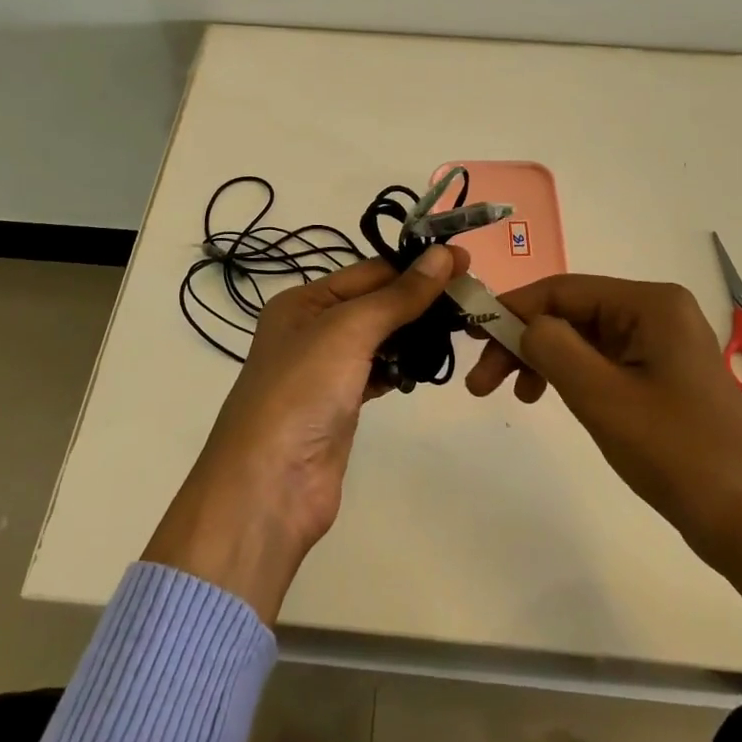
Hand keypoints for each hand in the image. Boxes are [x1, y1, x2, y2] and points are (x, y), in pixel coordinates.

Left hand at [145, 243, 468, 621]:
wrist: (271, 485)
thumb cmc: (302, 391)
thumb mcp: (348, 330)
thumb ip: (398, 295)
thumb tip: (443, 255)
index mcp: (303, 302)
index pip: (369, 271)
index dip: (416, 266)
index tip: (464, 261)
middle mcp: (312, 330)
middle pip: (376, 303)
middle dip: (420, 299)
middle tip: (471, 297)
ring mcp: (326, 370)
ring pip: (380, 339)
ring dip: (415, 334)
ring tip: (461, 328)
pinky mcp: (342, 405)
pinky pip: (379, 373)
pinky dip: (402, 368)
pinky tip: (427, 367)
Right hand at [464, 275, 741, 568]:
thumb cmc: (674, 452)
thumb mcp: (601, 396)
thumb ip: (552, 347)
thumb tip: (524, 325)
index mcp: (651, 304)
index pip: (563, 290)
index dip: (512, 309)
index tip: (470, 336)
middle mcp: (657, 312)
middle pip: (570, 313)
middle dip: (523, 342)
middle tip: (481, 382)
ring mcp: (660, 344)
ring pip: (581, 338)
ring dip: (540, 361)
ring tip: (512, 396)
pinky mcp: (660, 374)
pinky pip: (600, 361)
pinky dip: (567, 376)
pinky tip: (546, 397)